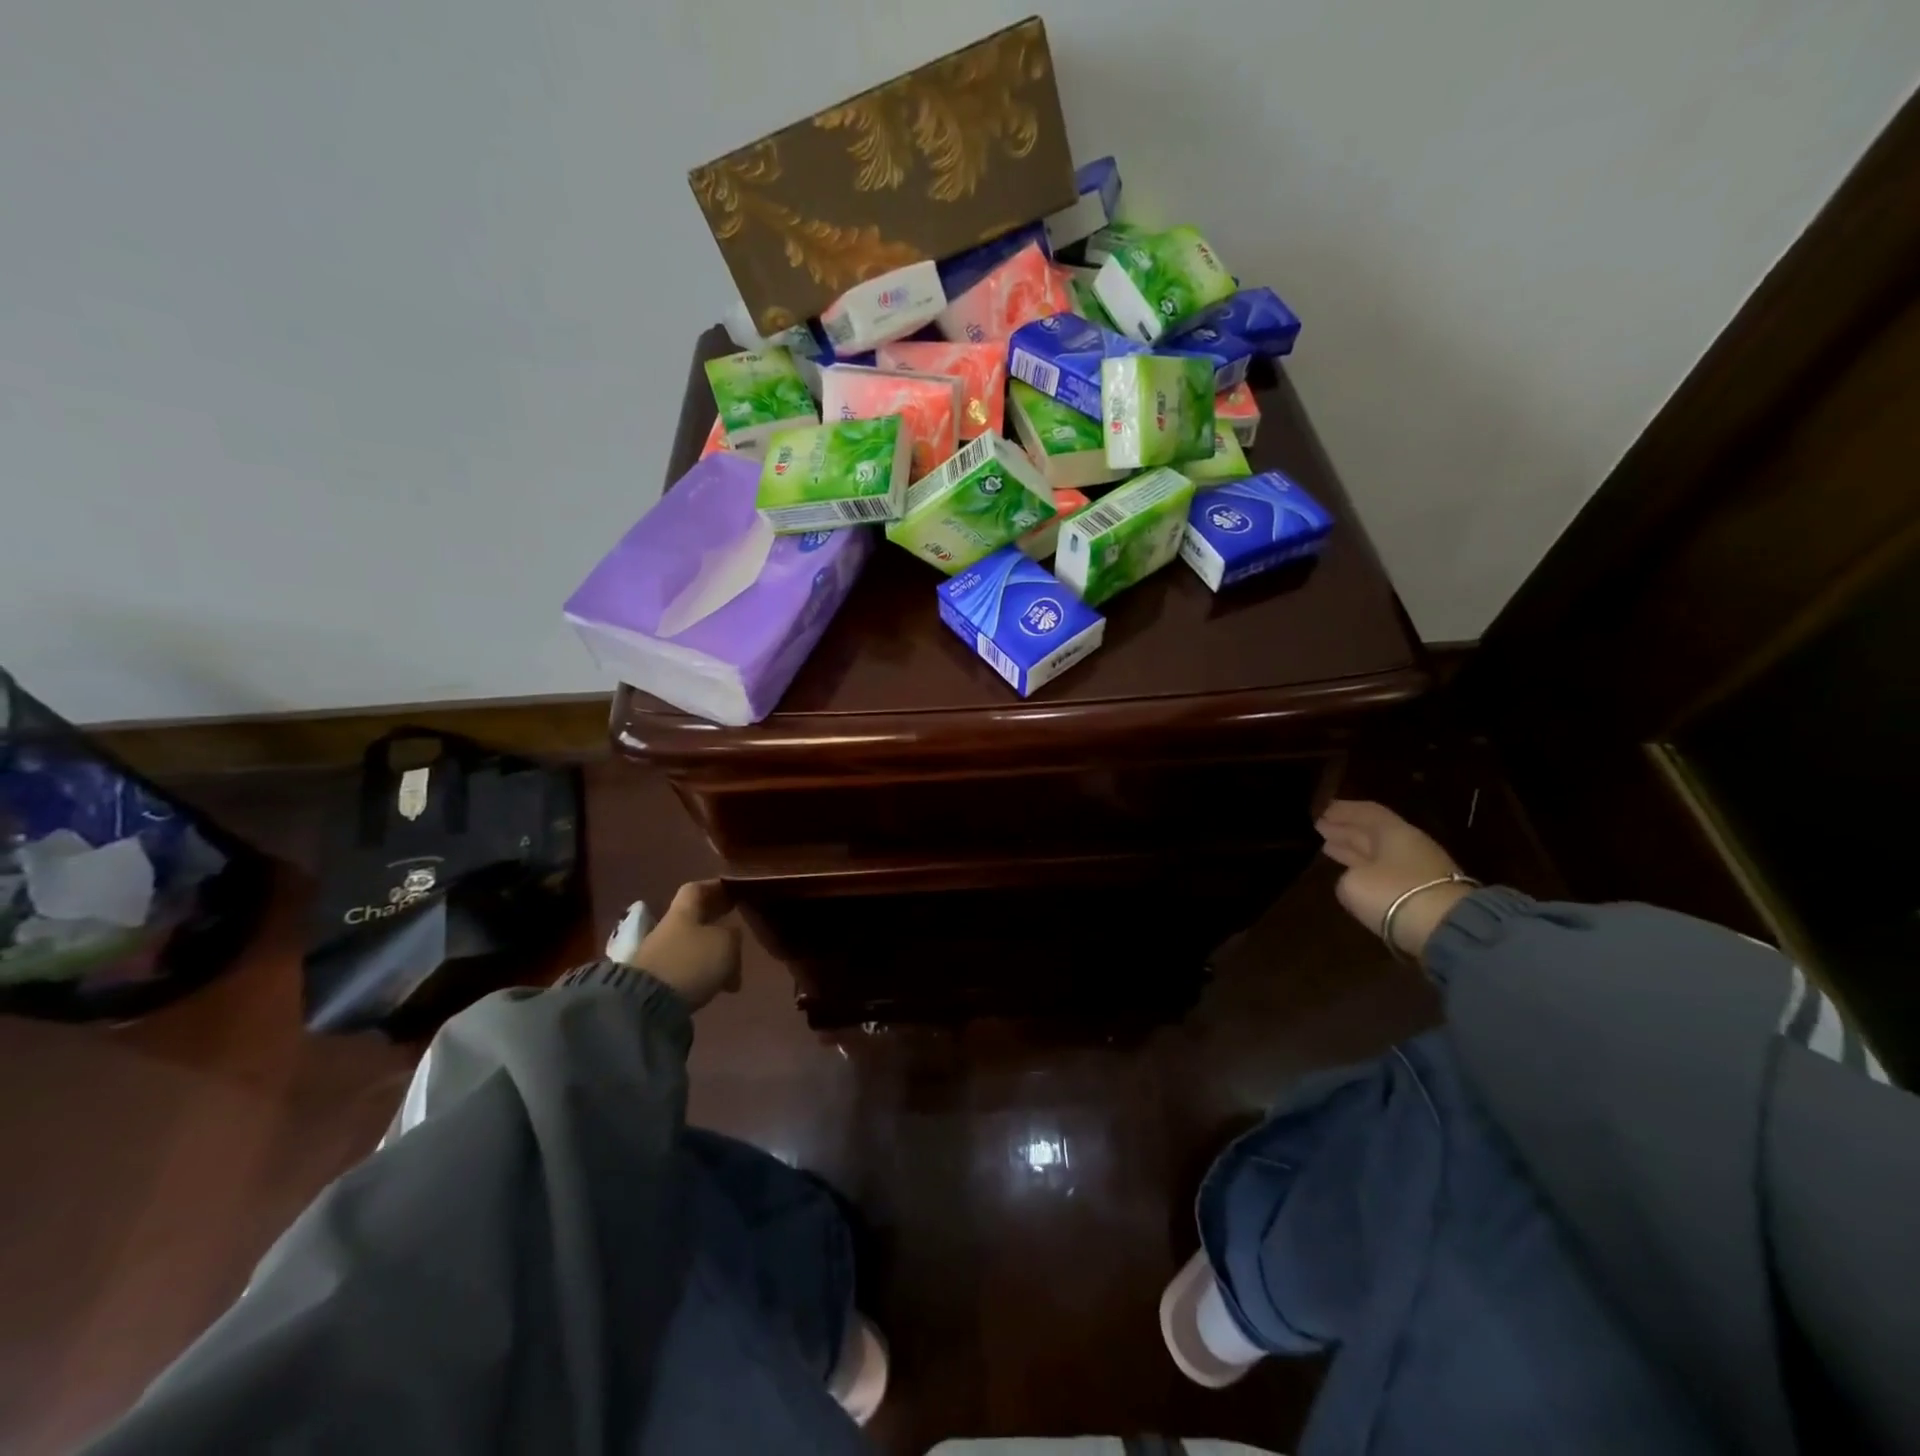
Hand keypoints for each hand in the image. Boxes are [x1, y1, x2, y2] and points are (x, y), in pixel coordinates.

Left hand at [621, 880, 741, 1010]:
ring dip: (713, 955)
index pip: (696, 889)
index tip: (731, 890)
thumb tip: (732, 933)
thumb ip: (733, 934)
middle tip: (737, 929)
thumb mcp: (725, 943)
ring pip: (694, 948)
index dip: (714, 887)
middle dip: (716, 924)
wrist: (647, 1005)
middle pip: (695, 919)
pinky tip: (719, 987)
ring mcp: (660, 957)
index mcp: (683, 912)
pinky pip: (687, 971)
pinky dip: (704, 975)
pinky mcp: (657, 983)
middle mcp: (668, 930)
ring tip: (733, 970)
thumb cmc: (691, 962)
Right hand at [1316, 800, 1470, 959]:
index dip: (1342, 809)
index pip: (1366, 811)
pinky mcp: (1422, 895)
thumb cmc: (1393, 894)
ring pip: (1378, 853)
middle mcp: (1408, 845)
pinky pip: (1385, 873)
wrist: (1446, 930)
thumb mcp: (1353, 883)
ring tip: (1328, 846)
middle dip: (1345, 828)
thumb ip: (1346, 874)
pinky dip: (1365, 869)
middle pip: (1372, 832)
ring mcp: (1418, 871)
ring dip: (1353, 848)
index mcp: (1393, 832)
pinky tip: (1352, 873)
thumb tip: (1351, 878)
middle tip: (1318, 826)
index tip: (1320, 810)